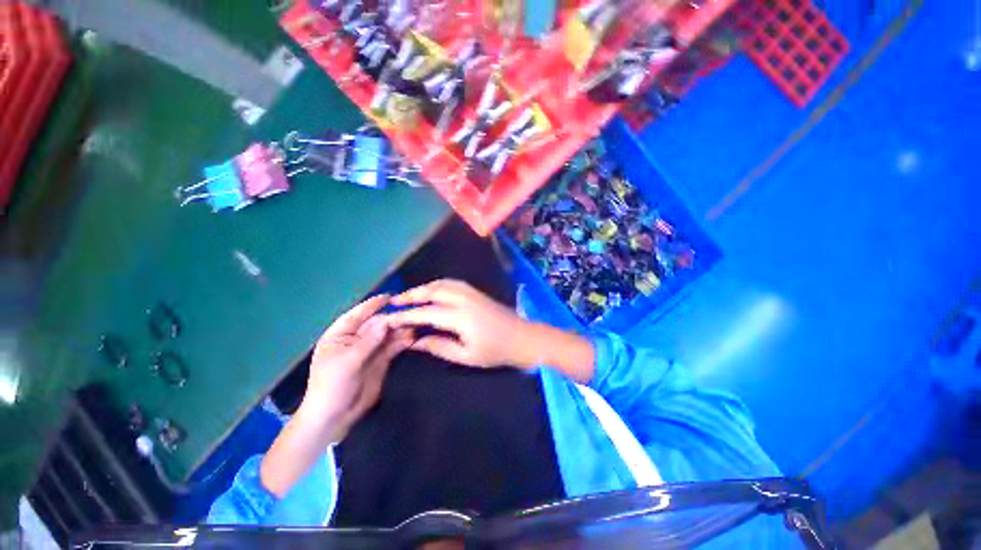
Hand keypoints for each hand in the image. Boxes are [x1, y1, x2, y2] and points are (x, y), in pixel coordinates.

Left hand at [262, 295, 411, 497]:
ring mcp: (370, 350)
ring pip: (387, 334)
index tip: (389, 296)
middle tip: (410, 314)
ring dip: (400, 330)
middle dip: (392, 319)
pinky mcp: (381, 360)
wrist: (335, 417)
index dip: (372, 305)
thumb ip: (369, 341)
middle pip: (376, 324)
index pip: (357, 315)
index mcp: (340, 335)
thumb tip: (386, 321)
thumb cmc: (332, 386)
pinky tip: (412, 338)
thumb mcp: (348, 361)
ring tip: (415, 325)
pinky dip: (402, 342)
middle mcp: (356, 339)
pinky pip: (393, 347)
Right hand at [387, 280, 596, 381]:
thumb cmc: (496, 351)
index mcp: (459, 316)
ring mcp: (471, 292)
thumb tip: (415, 341)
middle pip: (431, 291)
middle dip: (411, 295)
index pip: (425, 312)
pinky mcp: (476, 292)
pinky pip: (451, 283)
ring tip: (409, 296)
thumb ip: (439, 346)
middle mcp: (463, 299)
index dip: (405, 315)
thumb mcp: (466, 356)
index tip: (389, 318)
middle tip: (394, 301)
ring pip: (441, 283)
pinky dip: (437, 285)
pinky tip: (432, 292)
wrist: (523, 337)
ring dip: (423, 288)